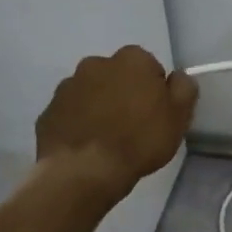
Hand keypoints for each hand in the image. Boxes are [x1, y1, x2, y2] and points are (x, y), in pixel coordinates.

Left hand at [35, 46, 197, 197]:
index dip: (155, 89)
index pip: (150, 66)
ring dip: (99, 107)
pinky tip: (87, 146)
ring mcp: (67, 87)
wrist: (84, 171)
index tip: (156, 113)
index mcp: (131, 60)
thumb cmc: (139, 140)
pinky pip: (70, 113)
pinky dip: (78, 123)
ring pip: (91, 93)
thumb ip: (184, 88)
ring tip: (108, 138)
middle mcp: (96, 64)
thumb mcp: (179, 116)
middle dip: (124, 93)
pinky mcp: (47, 112)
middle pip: (117, 76)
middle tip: (133, 125)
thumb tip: (178, 77)